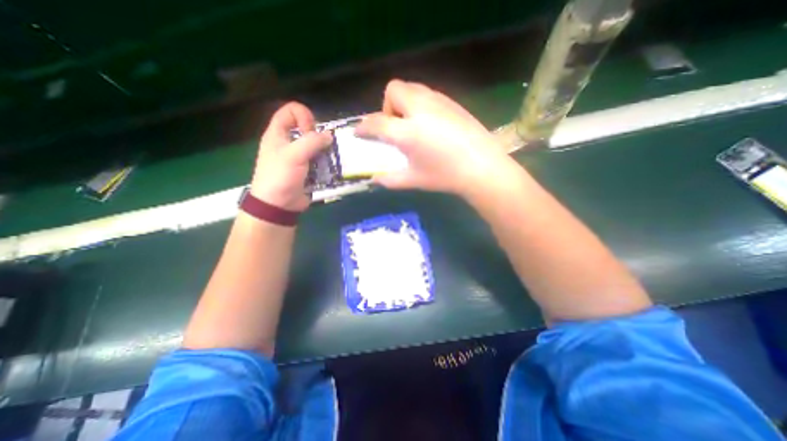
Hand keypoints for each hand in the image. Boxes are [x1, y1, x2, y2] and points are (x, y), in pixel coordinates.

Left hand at [251, 103, 331, 211]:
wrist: (278, 205)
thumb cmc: (280, 176)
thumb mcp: (294, 155)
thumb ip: (312, 141)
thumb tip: (329, 136)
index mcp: (278, 134)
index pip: (291, 111)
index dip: (303, 116)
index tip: (310, 132)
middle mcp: (289, 143)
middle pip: (307, 129)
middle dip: (318, 136)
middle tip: (322, 149)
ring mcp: (299, 157)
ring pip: (316, 146)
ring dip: (326, 152)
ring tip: (330, 160)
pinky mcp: (308, 170)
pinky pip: (320, 161)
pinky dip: (327, 163)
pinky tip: (330, 170)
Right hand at [354, 80, 514, 197]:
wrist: (482, 167)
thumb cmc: (446, 176)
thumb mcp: (414, 180)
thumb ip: (390, 179)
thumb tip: (374, 179)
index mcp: (408, 132)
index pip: (376, 122)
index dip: (364, 127)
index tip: (360, 132)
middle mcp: (420, 109)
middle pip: (394, 89)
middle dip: (387, 106)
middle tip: (395, 127)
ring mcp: (439, 102)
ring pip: (412, 87)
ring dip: (404, 103)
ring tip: (412, 125)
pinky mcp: (452, 102)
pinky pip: (428, 94)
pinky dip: (420, 104)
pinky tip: (430, 124)